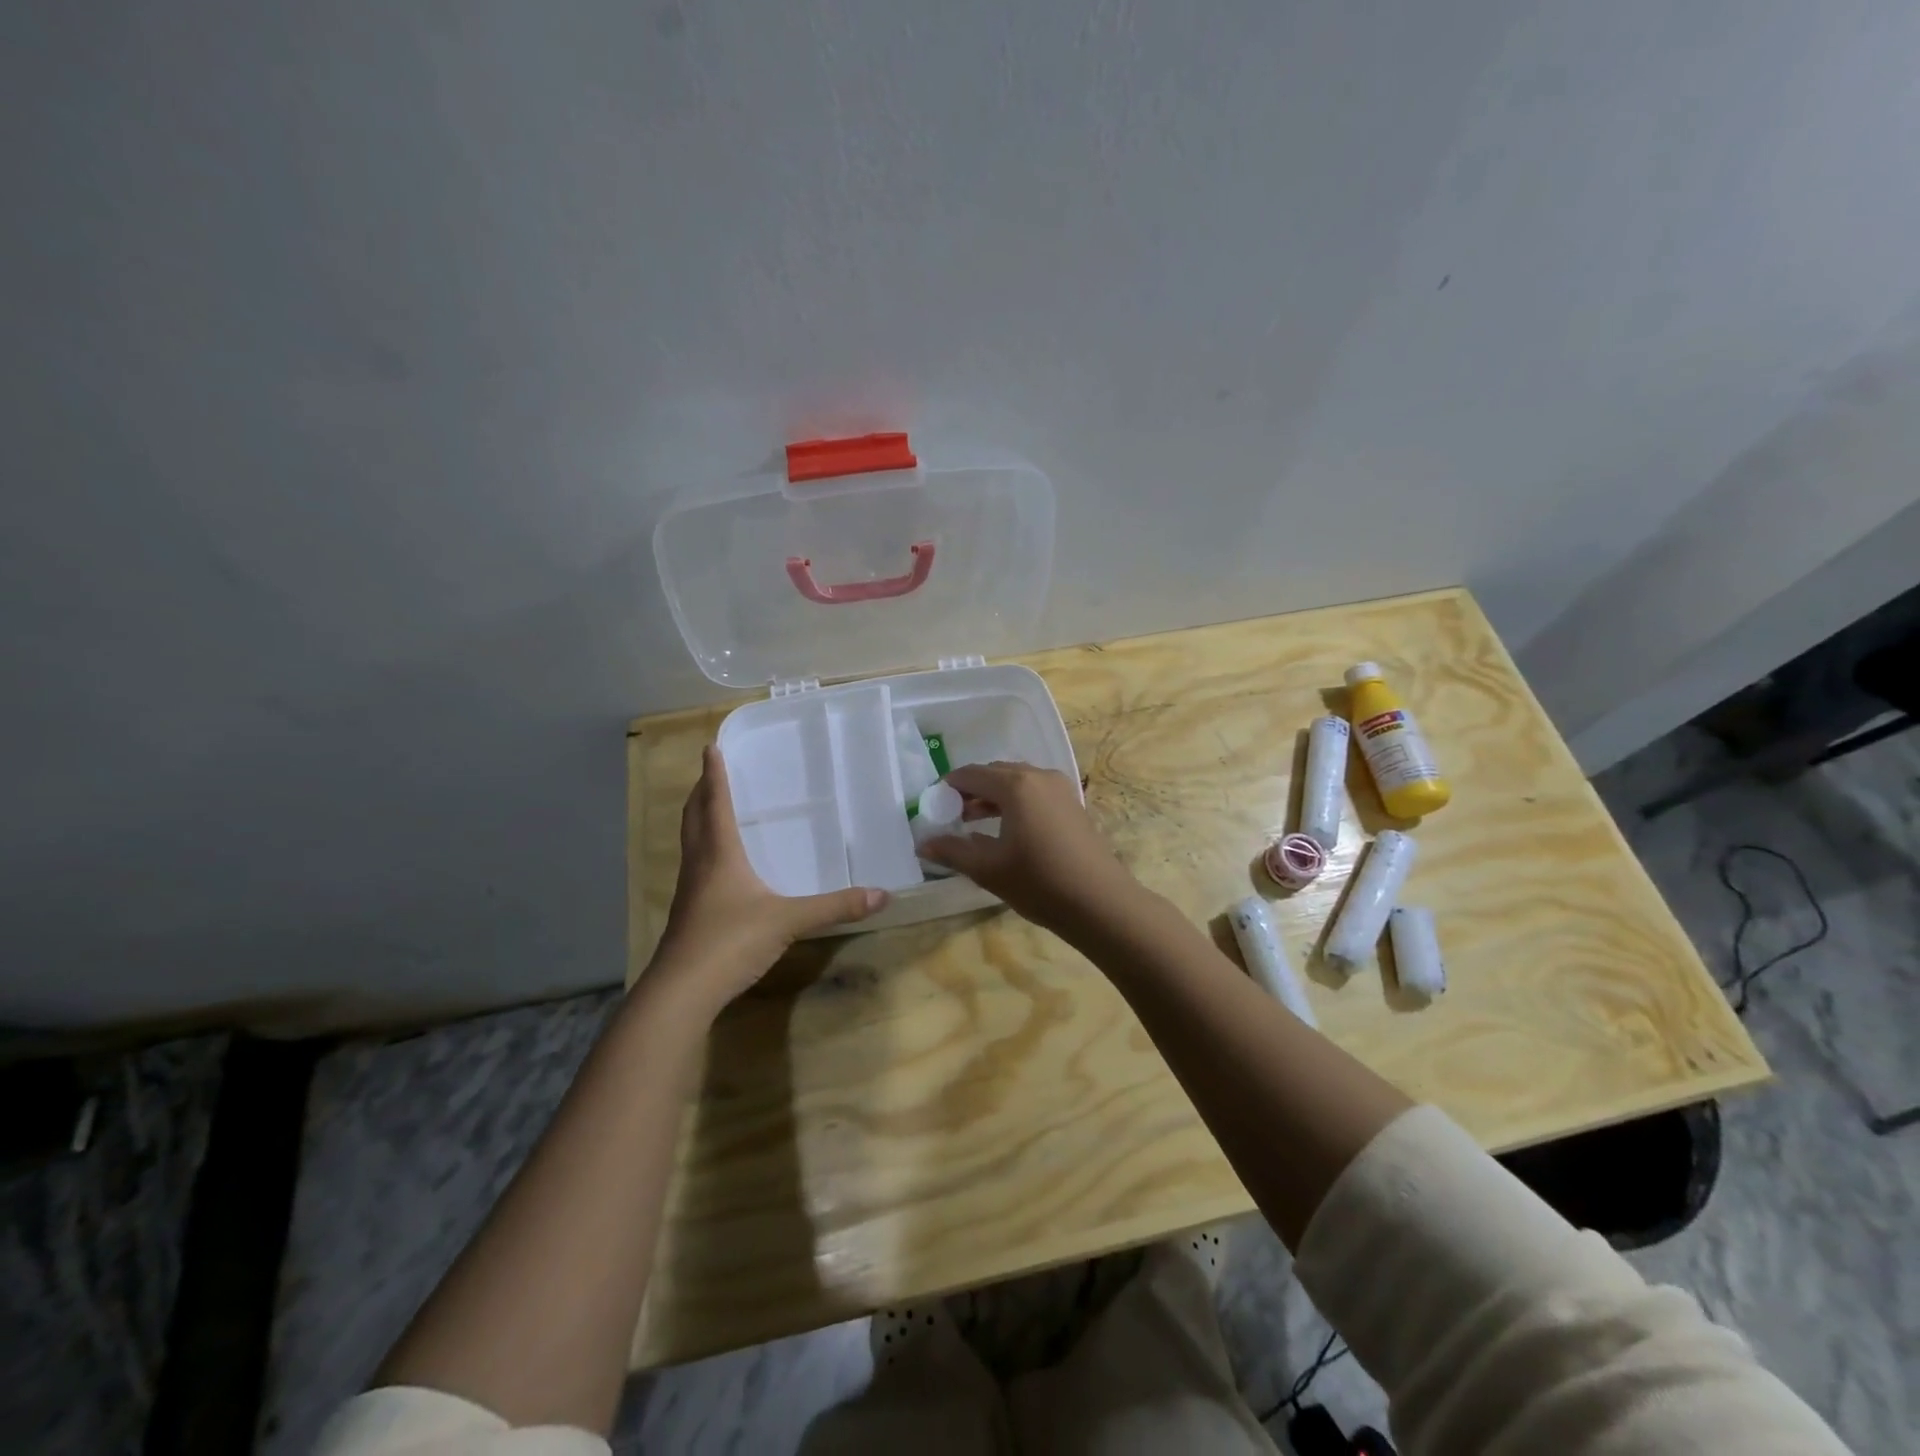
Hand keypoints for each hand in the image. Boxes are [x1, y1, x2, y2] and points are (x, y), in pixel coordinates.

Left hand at [649, 746, 887, 1014]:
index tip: (710, 748)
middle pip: (694, 818)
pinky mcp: (688, 914)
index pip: (715, 804)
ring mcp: (689, 891)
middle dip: (701, 792)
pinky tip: (718, 865)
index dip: (714, 775)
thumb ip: (834, 907)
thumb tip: (882, 895)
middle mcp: (700, 865)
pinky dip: (703, 850)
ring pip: (690, 843)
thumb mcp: (789, 921)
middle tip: (709, 772)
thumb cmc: (731, 941)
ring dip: (698, 820)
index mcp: (720, 854)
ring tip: (711, 809)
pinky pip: (695, 867)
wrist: (683, 991)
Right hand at [920, 762, 1135, 934]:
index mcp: (1015, 785)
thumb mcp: (988, 868)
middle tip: (950, 814)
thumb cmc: (1039, 882)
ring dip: (992, 797)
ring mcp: (1060, 788)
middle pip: (995, 774)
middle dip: (971, 790)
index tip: (932, 805)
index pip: (971, 774)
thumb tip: (923, 843)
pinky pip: (1034, 793)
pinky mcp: (1072, 804)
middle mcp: (1039, 776)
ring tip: (972, 822)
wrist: (1100, 903)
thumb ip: (952, 851)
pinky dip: (1014, 803)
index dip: (948, 787)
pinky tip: (1005, 830)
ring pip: (1017, 782)